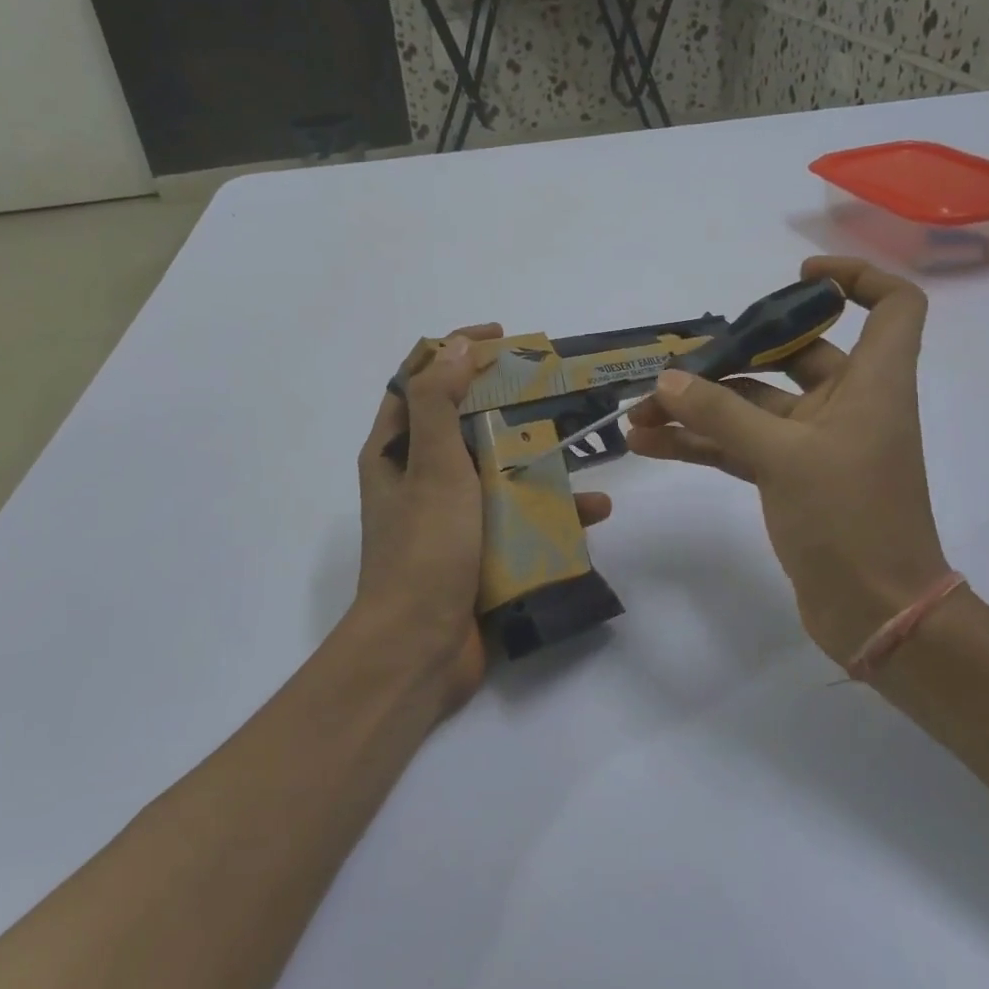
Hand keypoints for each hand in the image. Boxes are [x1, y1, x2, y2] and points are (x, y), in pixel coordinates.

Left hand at [348, 325, 611, 715]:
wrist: (420, 651)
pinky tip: (593, 511)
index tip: (500, 338)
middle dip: (506, 402)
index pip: (417, 379)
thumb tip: (453, 345)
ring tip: (582, 448)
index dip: (452, 349)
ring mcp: (449, 517)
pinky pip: (517, 518)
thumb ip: (438, 403)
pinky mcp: (477, 550)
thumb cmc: (424, 549)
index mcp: (394, 452)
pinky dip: (551, 512)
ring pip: (498, 470)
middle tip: (551, 387)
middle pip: (464, 422)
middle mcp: (418, 478)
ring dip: (538, 458)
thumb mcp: (431, 467)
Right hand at [626, 256, 950, 665]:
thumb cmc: (851, 519)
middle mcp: (848, 404)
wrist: (876, 613)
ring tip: (640, 414)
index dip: (855, 279)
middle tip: (675, 367)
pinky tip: (650, 444)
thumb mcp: (783, 457)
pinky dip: (702, 443)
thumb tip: (666, 381)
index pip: (894, 306)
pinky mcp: (792, 479)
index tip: (797, 279)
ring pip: (754, 406)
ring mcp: (817, 444)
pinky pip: (741, 446)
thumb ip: (721, 414)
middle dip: (732, 357)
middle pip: (796, 354)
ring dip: (701, 407)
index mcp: (873, 383)